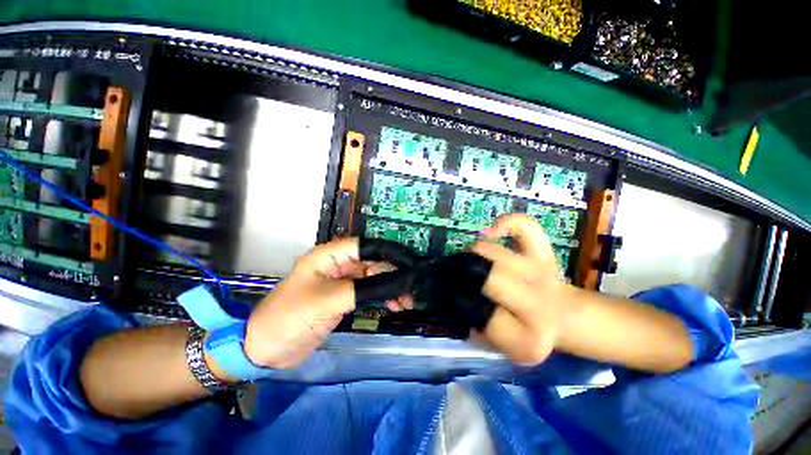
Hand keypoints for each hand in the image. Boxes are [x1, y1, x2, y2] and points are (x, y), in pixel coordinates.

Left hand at [243, 237, 408, 369]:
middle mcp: (338, 263)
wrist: (265, 349)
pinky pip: (370, 291)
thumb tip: (399, 281)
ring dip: (391, 287)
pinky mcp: (344, 296)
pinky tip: (393, 305)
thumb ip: (366, 288)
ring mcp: (342, 281)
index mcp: (330, 255)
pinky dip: (383, 297)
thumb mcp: (329, 300)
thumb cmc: (291, 317)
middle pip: (374, 262)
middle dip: (394, 274)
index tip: (410, 264)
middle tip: (411, 289)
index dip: (390, 251)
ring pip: (374, 277)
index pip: (367, 245)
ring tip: (405, 302)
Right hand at [471, 214, 574, 365]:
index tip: (456, 301)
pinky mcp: (546, 252)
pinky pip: (524, 227)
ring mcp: (544, 274)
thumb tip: (452, 302)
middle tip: (456, 275)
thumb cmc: (522, 329)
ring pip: (496, 253)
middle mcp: (541, 307)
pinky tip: (491, 232)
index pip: (487, 319)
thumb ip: (474, 330)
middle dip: (466, 275)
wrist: (561, 315)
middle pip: (491, 279)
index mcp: (529, 340)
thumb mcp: (498, 345)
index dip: (466, 308)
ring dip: (476, 254)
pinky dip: (506, 223)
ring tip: (471, 260)